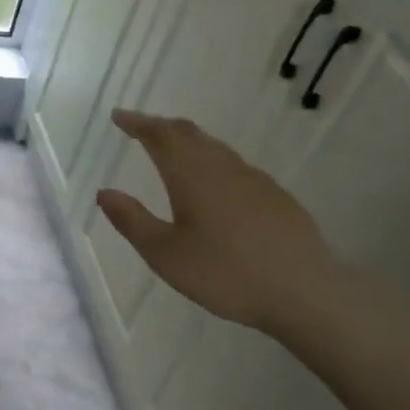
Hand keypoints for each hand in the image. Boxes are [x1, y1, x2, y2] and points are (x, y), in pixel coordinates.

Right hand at [95, 109, 344, 334]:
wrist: (305, 293)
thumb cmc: (226, 274)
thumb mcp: (165, 254)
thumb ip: (132, 220)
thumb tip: (105, 192)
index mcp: (191, 176)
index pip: (159, 135)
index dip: (137, 123)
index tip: (119, 116)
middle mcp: (222, 167)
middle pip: (188, 133)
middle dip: (161, 126)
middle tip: (141, 128)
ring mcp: (254, 180)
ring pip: (214, 147)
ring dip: (188, 141)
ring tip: (172, 150)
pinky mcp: (276, 196)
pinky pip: (235, 165)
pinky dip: (213, 161)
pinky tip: (215, 183)